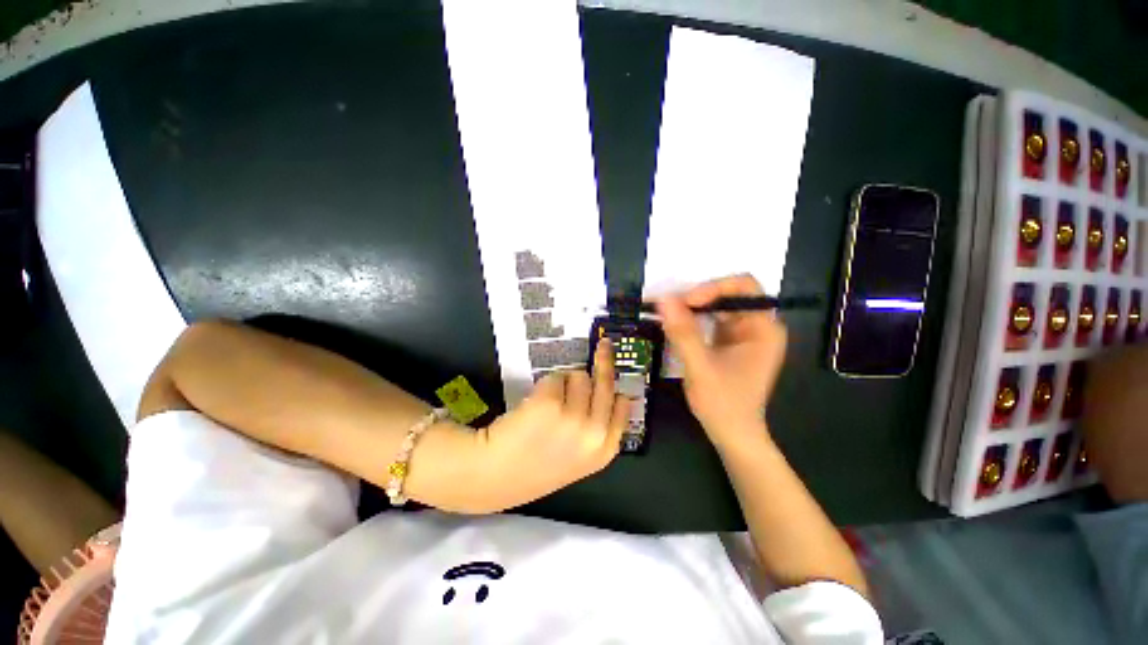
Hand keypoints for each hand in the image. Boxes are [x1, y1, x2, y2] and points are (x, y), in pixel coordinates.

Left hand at [470, 339, 630, 511]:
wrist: (495, 476)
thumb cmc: (536, 467)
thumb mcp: (578, 458)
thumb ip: (596, 430)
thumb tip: (608, 392)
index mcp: (603, 450)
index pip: (623, 406)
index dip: (616, 388)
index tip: (613, 375)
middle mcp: (594, 433)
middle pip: (606, 383)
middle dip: (604, 361)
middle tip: (604, 345)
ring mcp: (572, 417)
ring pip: (579, 376)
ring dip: (566, 382)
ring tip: (550, 401)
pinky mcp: (549, 402)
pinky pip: (555, 377)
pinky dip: (546, 384)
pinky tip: (535, 404)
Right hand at [656, 275, 786, 448]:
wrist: (732, 434)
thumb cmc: (723, 404)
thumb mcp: (700, 367)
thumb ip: (683, 333)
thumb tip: (663, 299)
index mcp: (763, 328)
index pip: (743, 286)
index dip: (713, 287)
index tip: (685, 302)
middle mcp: (757, 325)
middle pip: (728, 293)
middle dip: (697, 297)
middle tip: (669, 308)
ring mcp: (743, 333)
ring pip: (716, 305)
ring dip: (691, 308)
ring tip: (668, 315)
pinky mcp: (729, 341)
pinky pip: (710, 320)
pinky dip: (692, 319)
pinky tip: (675, 325)